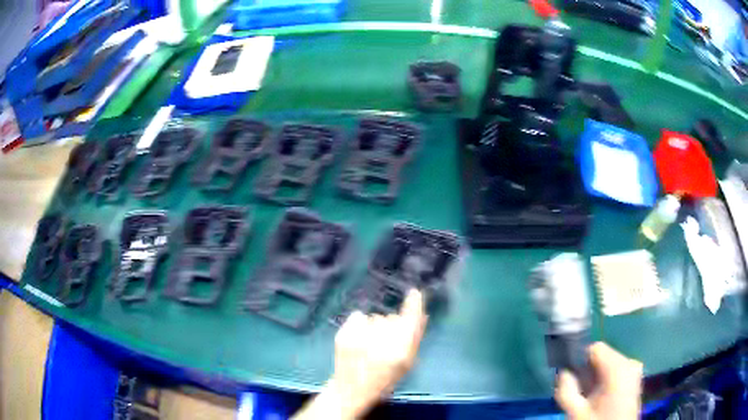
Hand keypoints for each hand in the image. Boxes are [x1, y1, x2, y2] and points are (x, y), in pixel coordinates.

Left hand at [293, 289, 427, 419]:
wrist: (351, 389)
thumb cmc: (384, 379)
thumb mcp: (406, 364)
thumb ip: (415, 339)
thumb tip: (422, 314)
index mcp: (400, 349)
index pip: (411, 318)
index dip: (414, 303)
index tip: (414, 292)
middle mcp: (381, 339)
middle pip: (392, 318)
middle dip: (392, 325)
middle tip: (386, 344)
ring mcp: (360, 335)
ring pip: (375, 317)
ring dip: (376, 326)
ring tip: (370, 344)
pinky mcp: (344, 332)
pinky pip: (359, 316)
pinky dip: (360, 324)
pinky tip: (358, 339)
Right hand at [555, 342, 642, 419]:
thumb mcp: (576, 412)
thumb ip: (566, 390)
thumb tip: (562, 372)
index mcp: (618, 366)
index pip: (595, 349)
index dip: (580, 363)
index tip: (571, 380)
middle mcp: (630, 362)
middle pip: (602, 357)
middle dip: (588, 373)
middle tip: (579, 394)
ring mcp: (635, 370)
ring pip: (608, 365)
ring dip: (596, 378)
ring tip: (589, 399)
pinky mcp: (635, 379)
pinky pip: (616, 371)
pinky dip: (605, 381)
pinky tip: (600, 399)